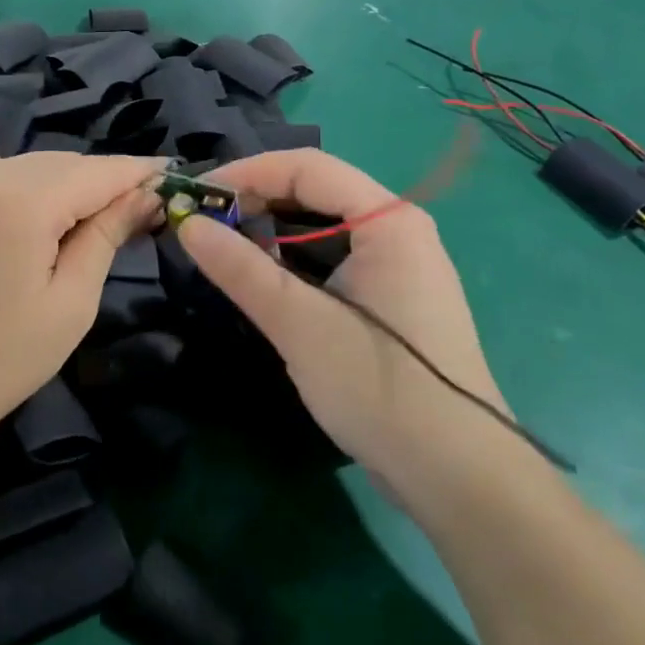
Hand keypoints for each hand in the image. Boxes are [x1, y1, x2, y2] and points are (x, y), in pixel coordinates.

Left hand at [0, 146, 163, 469]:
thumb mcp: (70, 303)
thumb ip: (106, 236)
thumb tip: (146, 193)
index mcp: (23, 202)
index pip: (99, 171)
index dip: (139, 172)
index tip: (173, 177)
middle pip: (66, 163)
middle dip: (104, 183)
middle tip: (137, 214)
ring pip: (30, 164)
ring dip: (63, 183)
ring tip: (83, 223)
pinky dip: (12, 172)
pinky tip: (19, 205)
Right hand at [177, 150, 504, 482]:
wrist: (457, 476)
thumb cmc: (379, 387)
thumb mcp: (299, 324)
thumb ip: (240, 269)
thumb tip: (187, 223)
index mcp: (388, 221)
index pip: (308, 168)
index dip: (247, 173)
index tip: (196, 195)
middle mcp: (398, 229)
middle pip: (316, 191)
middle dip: (256, 200)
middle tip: (204, 223)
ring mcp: (399, 264)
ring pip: (323, 226)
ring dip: (271, 231)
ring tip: (224, 247)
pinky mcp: (392, 297)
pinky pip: (333, 257)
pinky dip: (293, 259)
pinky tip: (264, 280)